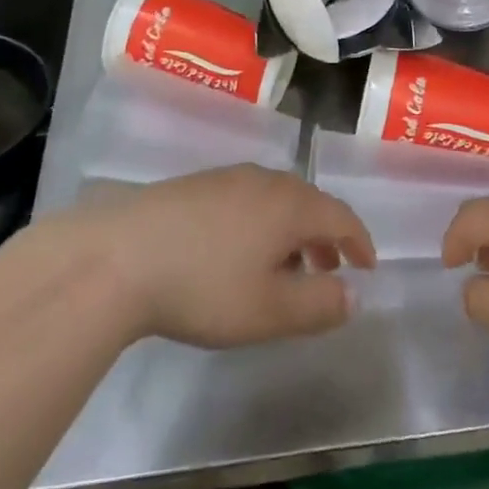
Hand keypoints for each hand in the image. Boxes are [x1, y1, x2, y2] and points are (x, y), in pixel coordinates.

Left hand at [79, 166, 375, 349]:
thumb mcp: (269, 311)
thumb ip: (318, 304)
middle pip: (310, 202)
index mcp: (291, 205)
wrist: (120, 256)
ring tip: (285, 266)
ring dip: (293, 230)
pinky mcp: (197, 185)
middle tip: (330, 269)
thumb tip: (352, 295)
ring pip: (277, 199)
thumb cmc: (205, 286)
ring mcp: (228, 177)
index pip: (341, 216)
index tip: (368, 267)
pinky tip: (240, 251)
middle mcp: (265, 180)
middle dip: (327, 236)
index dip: (360, 242)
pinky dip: (262, 222)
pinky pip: (248, 198)